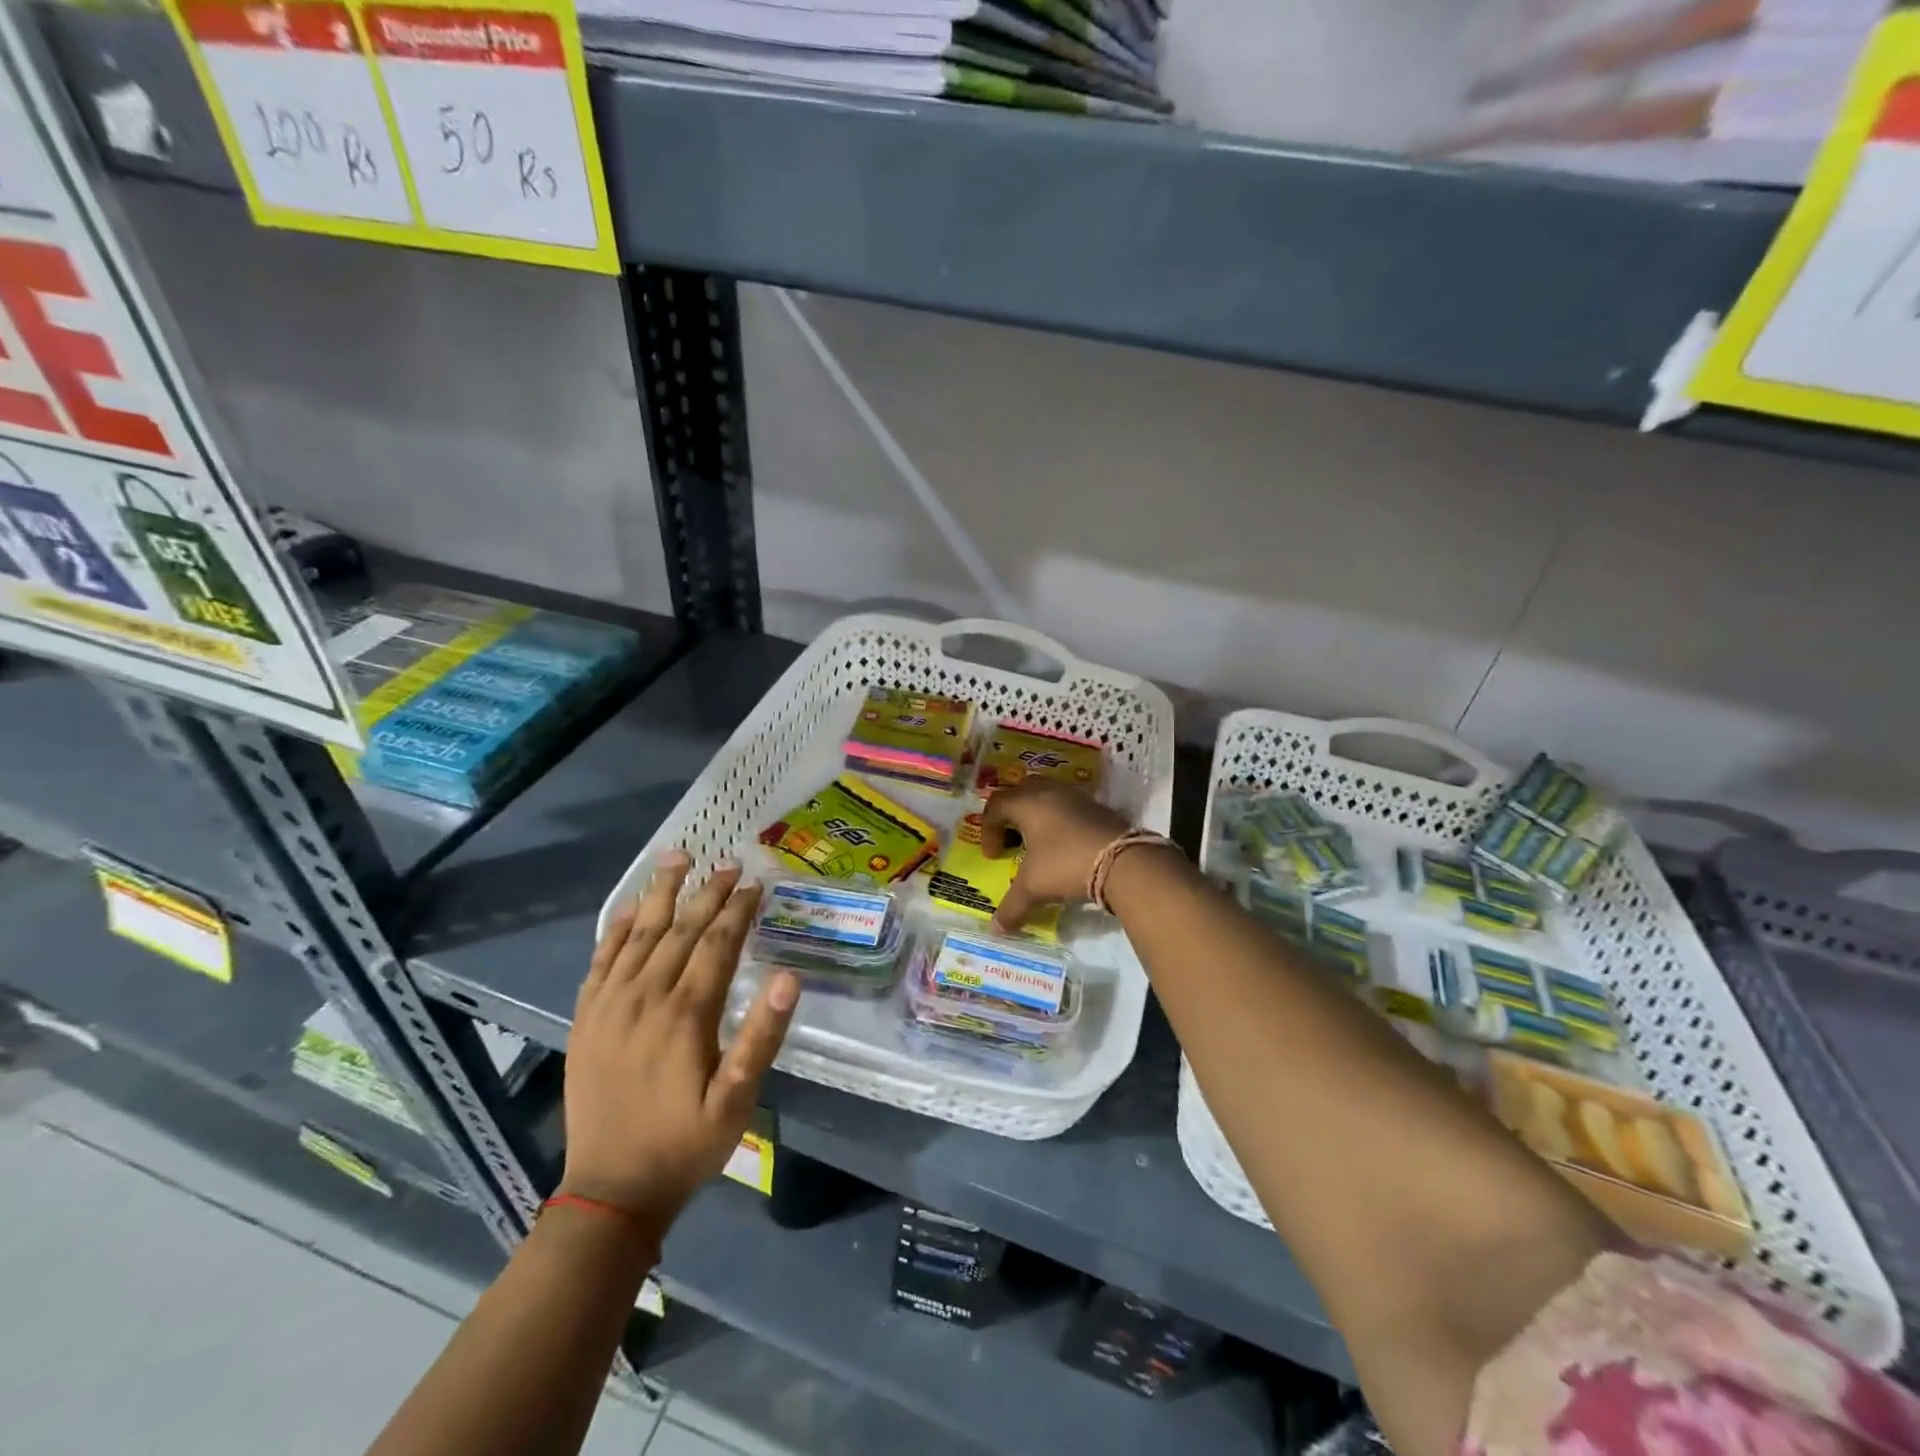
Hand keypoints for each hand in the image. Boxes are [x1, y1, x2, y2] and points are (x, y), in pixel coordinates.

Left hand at [559, 853, 797, 1238]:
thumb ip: (761, 1036)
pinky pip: (600, 960)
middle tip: (729, 863)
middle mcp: (645, 997)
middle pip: (680, 929)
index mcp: (685, 1014)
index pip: (716, 944)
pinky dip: (615, 928)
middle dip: (707, 892)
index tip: (755, 883)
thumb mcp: (737, 1101)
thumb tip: (788, 977)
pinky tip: (628, 908)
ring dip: (660, 893)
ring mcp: (609, 1005)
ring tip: (677, 857)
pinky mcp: (586, 1018)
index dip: (738, 910)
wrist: (610, 1190)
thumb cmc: (685, 1144)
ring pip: (638, 934)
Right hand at [980, 782, 1130, 932]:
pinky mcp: (1099, 807)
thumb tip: (996, 930)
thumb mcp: (1033, 888)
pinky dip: (1061, 821)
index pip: (996, 805)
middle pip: (1021, 791)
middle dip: (1012, 813)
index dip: (988, 829)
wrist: (1123, 861)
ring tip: (1040, 842)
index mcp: (1027, 803)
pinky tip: (1067, 845)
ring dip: (1038, 815)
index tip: (993, 856)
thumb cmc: (1065, 865)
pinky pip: (1071, 806)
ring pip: (1048, 795)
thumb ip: (1011, 908)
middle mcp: (1050, 792)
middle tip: (1012, 838)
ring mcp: (1077, 797)